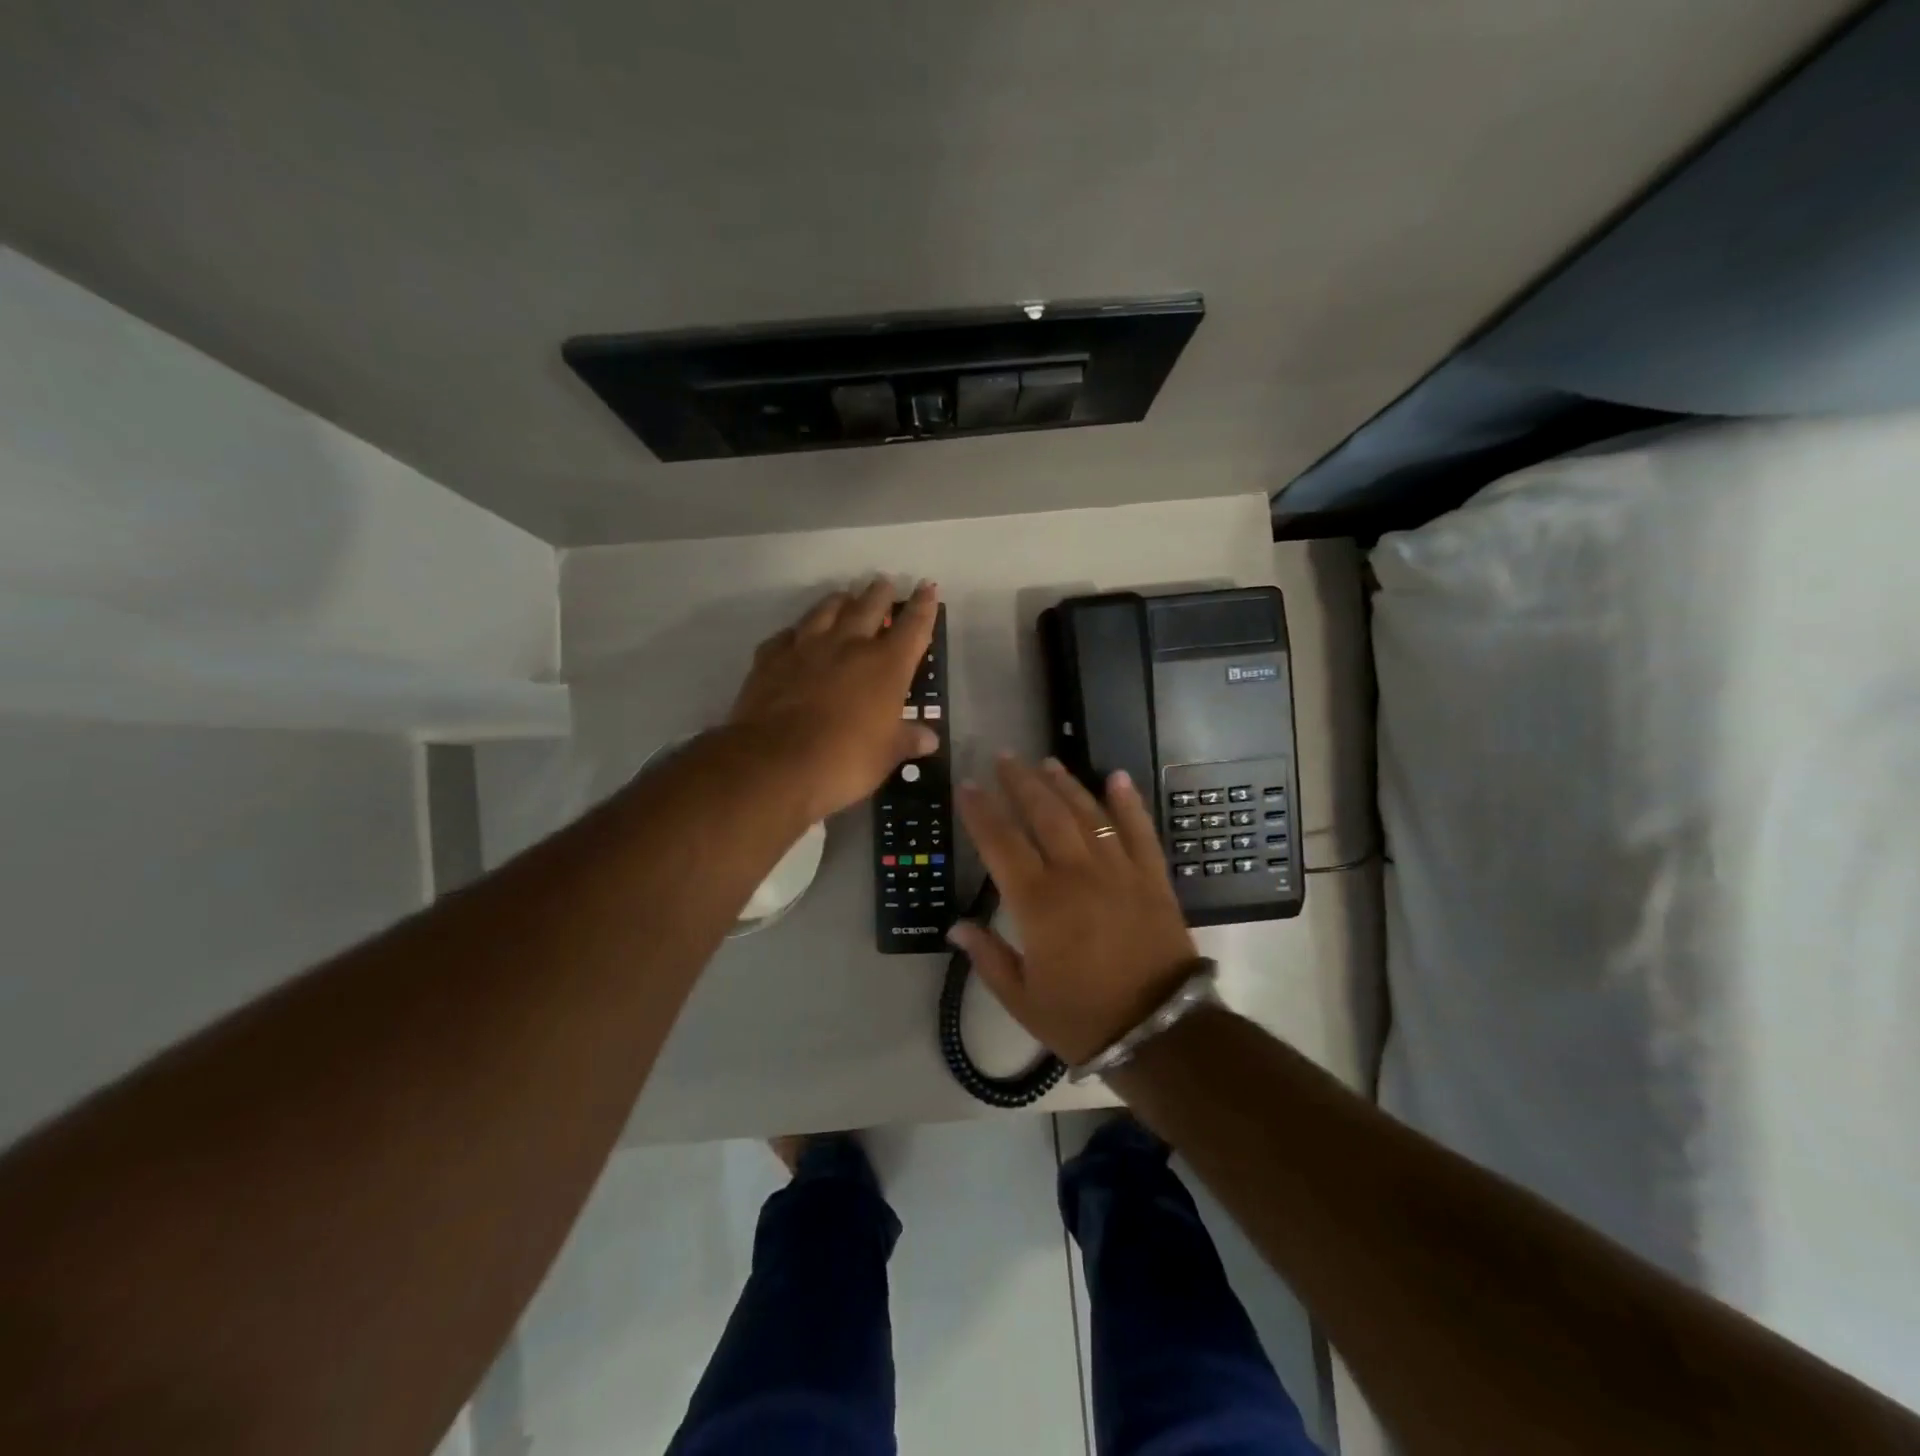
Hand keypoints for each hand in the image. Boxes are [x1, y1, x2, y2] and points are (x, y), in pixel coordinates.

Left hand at [729, 578, 939, 822]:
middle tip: (884, 584)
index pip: (913, 627)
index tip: (928, 587)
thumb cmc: (845, 760)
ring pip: (826, 610)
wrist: (775, 763)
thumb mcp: (886, 756)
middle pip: (868, 607)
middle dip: (880, 594)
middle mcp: (848, 645)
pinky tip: (796, 637)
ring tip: (845, 598)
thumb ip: (907, 740)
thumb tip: (929, 739)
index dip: (924, 606)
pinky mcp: (770, 659)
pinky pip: (786, 636)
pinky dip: (796, 633)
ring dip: (840, 601)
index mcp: (886, 665)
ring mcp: (806, 647)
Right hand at [951, 756, 1199, 1064]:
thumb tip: (956, 927)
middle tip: (1005, 757)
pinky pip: (1138, 830)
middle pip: (1044, 814)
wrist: (1160, 1031)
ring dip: (1065, 784)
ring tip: (1046, 762)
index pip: (1001, 843)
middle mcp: (1076, 874)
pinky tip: (1117, 777)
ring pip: (1087, 814)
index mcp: (1038, 902)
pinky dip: (1127, 802)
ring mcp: (1118, 871)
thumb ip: (987, 958)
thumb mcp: (1022, 999)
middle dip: (1020, 783)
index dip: (981, 811)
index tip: (968, 786)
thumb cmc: (1083, 1018)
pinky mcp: (1151, 877)